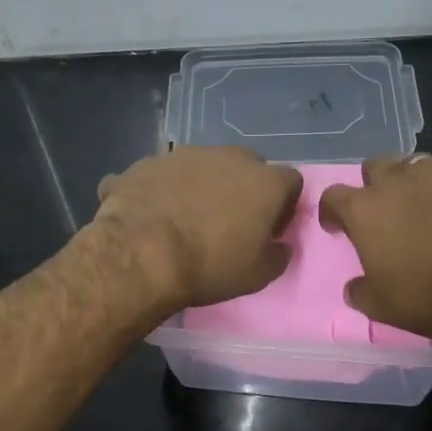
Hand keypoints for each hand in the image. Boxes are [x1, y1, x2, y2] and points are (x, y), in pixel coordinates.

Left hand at [94, 146, 303, 309]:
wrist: (140, 252)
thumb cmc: (209, 265)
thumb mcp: (256, 276)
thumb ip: (277, 257)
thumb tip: (280, 247)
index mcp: (264, 182)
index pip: (291, 181)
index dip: (284, 205)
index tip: (269, 229)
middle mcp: (230, 157)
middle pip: (248, 167)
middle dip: (244, 189)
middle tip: (230, 222)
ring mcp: (187, 154)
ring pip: (206, 166)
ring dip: (204, 186)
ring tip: (188, 218)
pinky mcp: (150, 161)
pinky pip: (168, 174)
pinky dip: (168, 190)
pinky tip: (155, 215)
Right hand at [320, 155, 431, 338]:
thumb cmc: (429, 293)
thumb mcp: (382, 307)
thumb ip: (361, 292)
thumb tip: (354, 287)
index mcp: (367, 209)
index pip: (333, 197)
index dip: (333, 212)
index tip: (338, 228)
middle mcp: (401, 179)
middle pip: (377, 166)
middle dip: (377, 185)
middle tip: (388, 212)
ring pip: (423, 165)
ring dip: (421, 184)